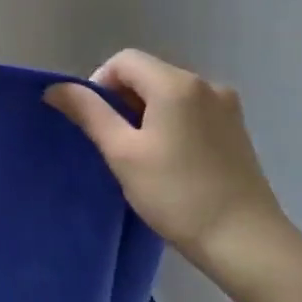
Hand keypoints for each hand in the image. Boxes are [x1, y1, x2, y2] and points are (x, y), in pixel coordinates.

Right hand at [46, 51, 301, 301]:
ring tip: (143, 158)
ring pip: (169, 94)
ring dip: (146, 115)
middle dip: (123, 101)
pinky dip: (171, 124)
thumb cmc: (176, 195)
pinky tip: (171, 162)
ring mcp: (226, 106)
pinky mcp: (236, 129)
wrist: (245, 240)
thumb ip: (88, 113)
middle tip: (116, 146)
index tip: (96, 124)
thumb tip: (56, 88)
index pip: (124, 61)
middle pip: (148, 74)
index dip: (99, 84)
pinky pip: (191, 111)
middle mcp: (206, 84)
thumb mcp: (123, 153)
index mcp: (176, 84)